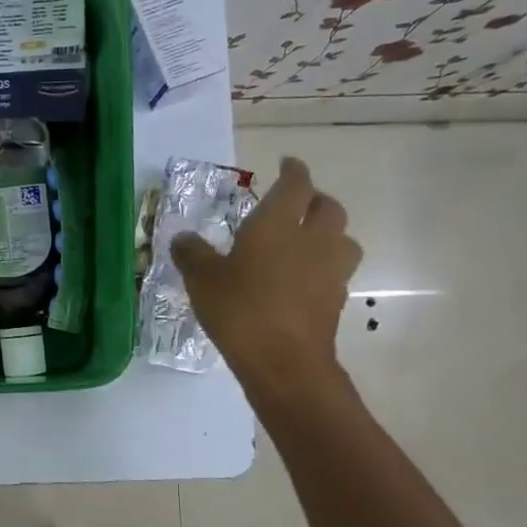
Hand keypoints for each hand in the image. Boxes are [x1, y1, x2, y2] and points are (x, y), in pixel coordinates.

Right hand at [171, 157, 360, 387]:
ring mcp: (330, 271)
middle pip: (329, 208)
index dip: (293, 170)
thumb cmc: (240, 309)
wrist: (284, 362)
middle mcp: (312, 240)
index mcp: (278, 224)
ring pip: (343, 239)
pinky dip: (324, 268)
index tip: (287, 164)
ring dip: (329, 234)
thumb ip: (192, 253)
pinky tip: (303, 280)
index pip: (296, 185)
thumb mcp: (202, 278)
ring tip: (308, 242)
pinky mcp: (336, 301)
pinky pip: (336, 272)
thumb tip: (183, 238)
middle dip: (315, 200)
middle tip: (297, 204)